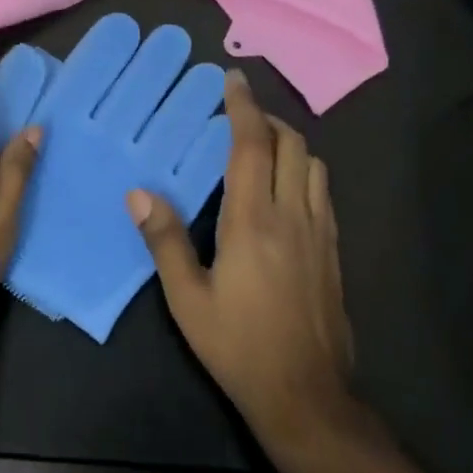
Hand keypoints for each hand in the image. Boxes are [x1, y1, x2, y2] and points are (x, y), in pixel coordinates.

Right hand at [128, 70, 354, 443]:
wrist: (305, 393)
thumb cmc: (237, 345)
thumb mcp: (187, 299)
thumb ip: (164, 241)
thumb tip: (139, 194)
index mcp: (253, 221)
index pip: (251, 146)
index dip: (243, 107)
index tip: (233, 79)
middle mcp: (293, 216)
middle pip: (292, 146)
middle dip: (268, 120)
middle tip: (240, 115)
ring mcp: (320, 233)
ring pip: (314, 166)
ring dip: (291, 144)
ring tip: (263, 147)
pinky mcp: (334, 252)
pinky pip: (322, 193)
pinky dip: (305, 172)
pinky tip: (286, 190)